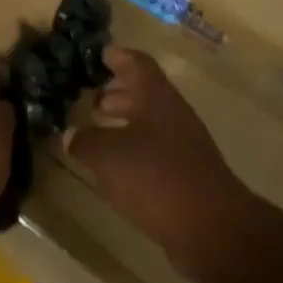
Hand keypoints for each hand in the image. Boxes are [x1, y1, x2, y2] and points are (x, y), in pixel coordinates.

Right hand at [64, 46, 255, 282]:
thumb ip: (85, 141)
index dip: (119, 57)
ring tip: (96, 130)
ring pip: (149, 124)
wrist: (211, 228)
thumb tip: (71, 134)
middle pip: (145, 94)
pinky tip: (114, 166)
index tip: (101, 53)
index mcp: (157, 99)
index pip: (138, 64)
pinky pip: (154, 151)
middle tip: (92, 96)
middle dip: (118, 93)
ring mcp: (183, 146)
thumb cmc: (156, 177)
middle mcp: (173, 116)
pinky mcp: (186, 175)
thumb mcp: (107, 156)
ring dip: (124, 123)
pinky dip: (132, 150)